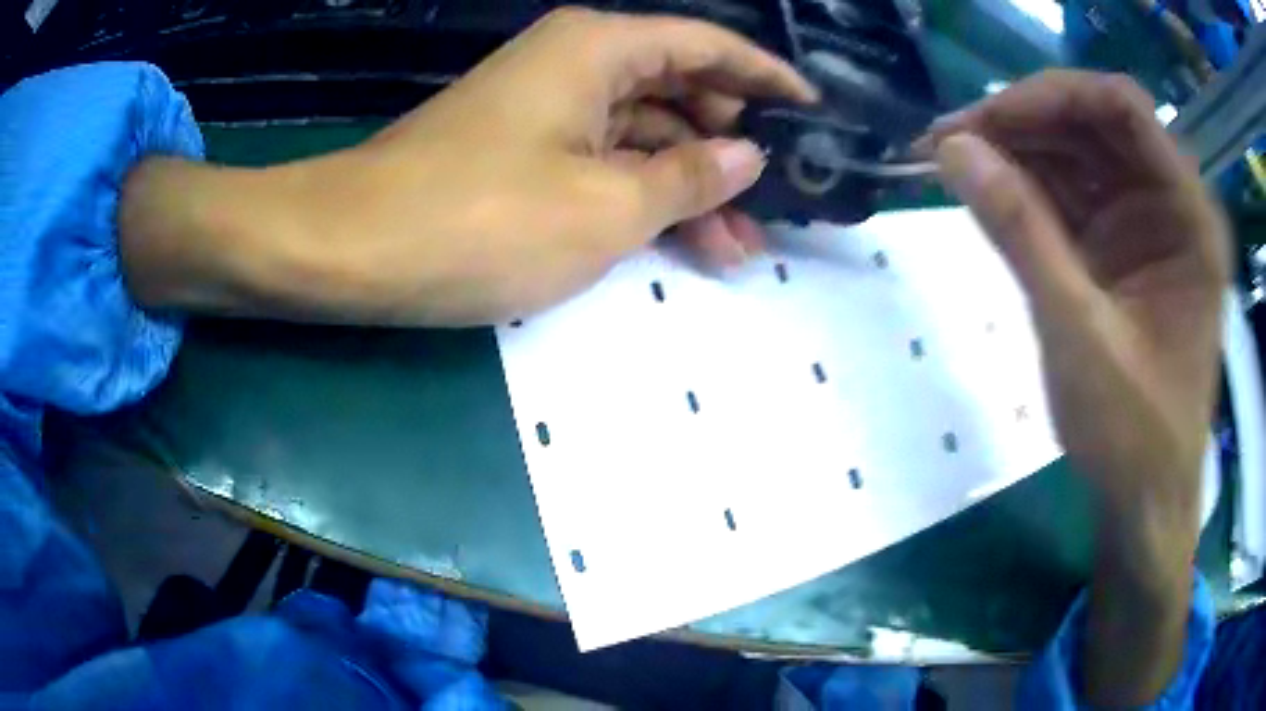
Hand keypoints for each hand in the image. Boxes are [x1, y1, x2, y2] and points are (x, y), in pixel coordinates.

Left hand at [122, 8, 814, 325]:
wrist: (352, 249)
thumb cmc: (478, 220)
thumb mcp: (606, 206)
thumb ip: (689, 176)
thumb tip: (747, 155)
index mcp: (602, 47)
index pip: (711, 46)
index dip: (769, 76)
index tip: (816, 113)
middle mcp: (577, 61)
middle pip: (681, 91)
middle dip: (732, 150)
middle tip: (776, 210)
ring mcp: (547, 106)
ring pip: (644, 134)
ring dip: (690, 186)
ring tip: (736, 250)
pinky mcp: (523, 148)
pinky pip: (603, 159)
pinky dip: (641, 195)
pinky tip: (676, 240)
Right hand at [923, 71, 1229, 704]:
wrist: (1143, 501)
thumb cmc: (1132, 436)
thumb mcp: (1079, 337)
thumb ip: (1022, 234)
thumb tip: (952, 149)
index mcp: (1188, 215)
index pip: (1122, 108)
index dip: (1051, 96)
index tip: (984, 121)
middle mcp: (1169, 203)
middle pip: (1092, 123)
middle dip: (1021, 122)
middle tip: (949, 141)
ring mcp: (1143, 222)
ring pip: (1075, 153)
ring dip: (1015, 151)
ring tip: (951, 163)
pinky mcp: (1119, 246)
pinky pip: (1069, 193)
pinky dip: (1024, 187)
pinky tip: (984, 191)